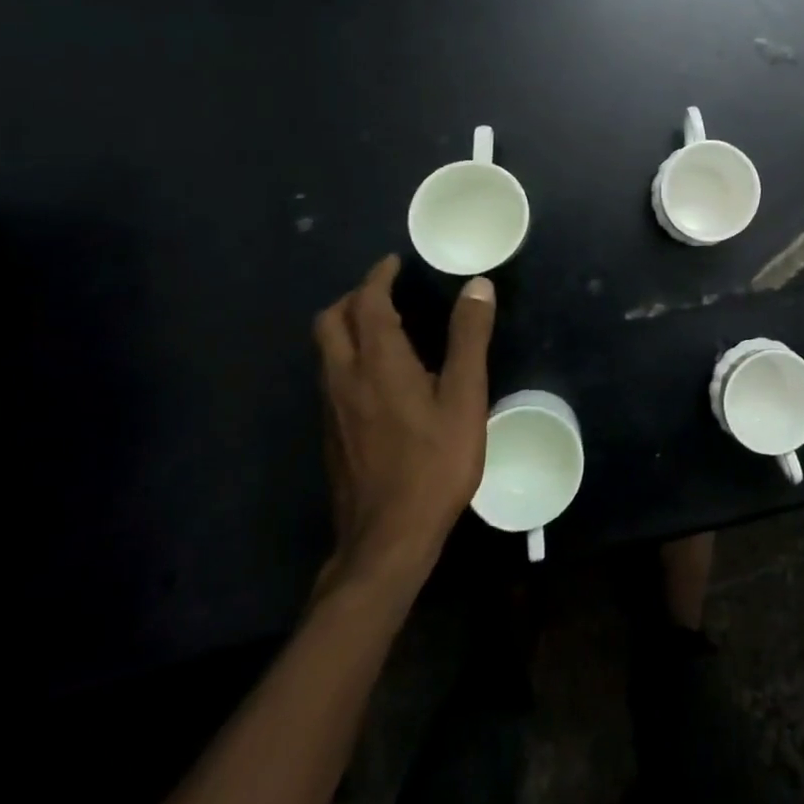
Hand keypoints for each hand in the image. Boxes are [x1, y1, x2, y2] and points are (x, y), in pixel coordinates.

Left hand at [312, 255, 495, 592]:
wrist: (386, 539)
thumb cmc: (434, 463)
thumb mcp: (464, 397)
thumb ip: (469, 338)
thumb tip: (477, 286)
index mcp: (377, 362)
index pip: (366, 303)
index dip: (377, 277)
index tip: (393, 263)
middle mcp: (345, 378)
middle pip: (330, 322)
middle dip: (353, 297)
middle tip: (385, 290)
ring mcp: (332, 409)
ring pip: (326, 350)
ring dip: (347, 326)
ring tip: (383, 325)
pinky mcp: (332, 434)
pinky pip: (331, 376)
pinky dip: (348, 355)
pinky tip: (378, 376)